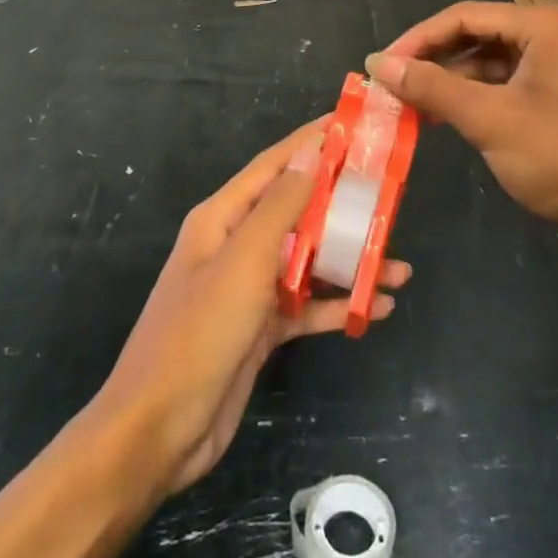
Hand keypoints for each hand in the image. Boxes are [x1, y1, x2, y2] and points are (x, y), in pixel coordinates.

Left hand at [101, 120, 411, 496]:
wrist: (158, 433)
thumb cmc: (199, 333)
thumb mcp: (244, 260)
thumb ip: (281, 205)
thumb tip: (311, 150)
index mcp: (223, 217)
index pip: (275, 164)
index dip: (312, 141)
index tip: (353, 124)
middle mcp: (237, 244)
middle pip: (298, 211)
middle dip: (342, 203)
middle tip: (391, 195)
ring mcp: (249, 288)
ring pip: (309, 260)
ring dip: (350, 261)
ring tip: (399, 266)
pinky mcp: (262, 328)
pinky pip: (308, 305)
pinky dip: (339, 303)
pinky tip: (377, 308)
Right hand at [365, 2, 557, 237]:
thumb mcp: (489, 119)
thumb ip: (432, 87)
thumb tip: (378, 63)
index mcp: (539, 24)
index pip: (463, 16)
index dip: (417, 39)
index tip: (380, 65)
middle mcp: (547, 33)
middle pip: (474, 34)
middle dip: (431, 59)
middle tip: (390, 84)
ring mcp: (553, 64)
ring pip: (485, 61)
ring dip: (448, 80)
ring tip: (408, 103)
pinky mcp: (553, 93)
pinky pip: (501, 83)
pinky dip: (471, 97)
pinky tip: (442, 116)